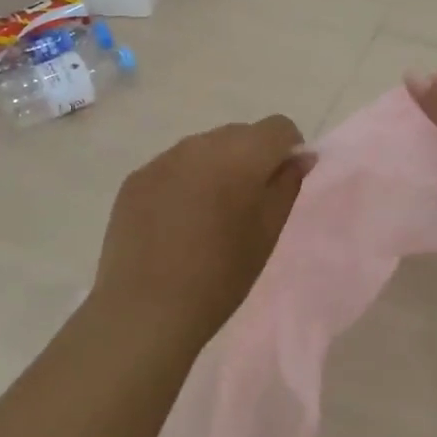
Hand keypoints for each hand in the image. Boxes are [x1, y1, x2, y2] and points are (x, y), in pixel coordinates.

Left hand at [95, 115, 311, 344]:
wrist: (146, 309)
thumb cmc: (220, 275)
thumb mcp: (267, 232)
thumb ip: (287, 185)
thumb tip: (300, 157)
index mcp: (240, 154)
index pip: (278, 127)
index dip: (288, 149)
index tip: (282, 182)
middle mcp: (200, 144)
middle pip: (239, 134)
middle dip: (251, 157)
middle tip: (246, 203)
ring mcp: (163, 158)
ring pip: (203, 148)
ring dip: (215, 168)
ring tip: (208, 214)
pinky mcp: (136, 178)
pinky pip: (172, 166)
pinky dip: (183, 182)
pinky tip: (175, 222)